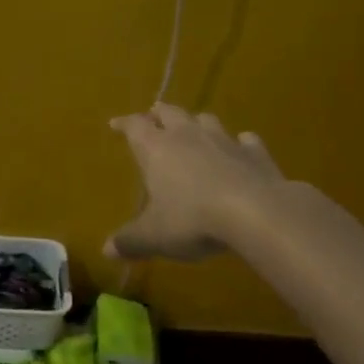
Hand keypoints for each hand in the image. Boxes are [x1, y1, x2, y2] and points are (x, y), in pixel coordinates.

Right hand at [106, 106, 283, 260]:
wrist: (256, 213)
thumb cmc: (192, 219)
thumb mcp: (154, 236)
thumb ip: (130, 241)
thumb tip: (107, 250)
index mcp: (157, 149)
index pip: (135, 127)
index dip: (124, 124)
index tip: (115, 123)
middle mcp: (188, 136)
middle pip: (171, 113)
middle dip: (160, 113)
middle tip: (154, 113)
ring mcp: (225, 141)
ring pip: (206, 120)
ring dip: (197, 122)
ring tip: (194, 127)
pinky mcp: (256, 153)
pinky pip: (246, 140)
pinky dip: (240, 143)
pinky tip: (242, 146)